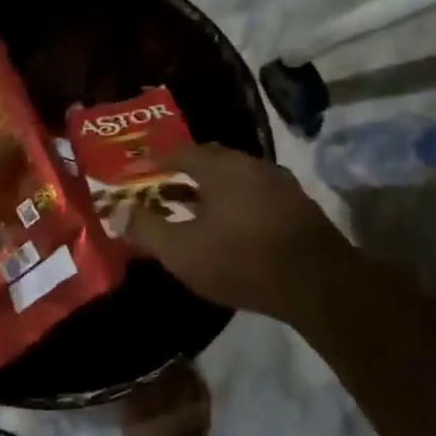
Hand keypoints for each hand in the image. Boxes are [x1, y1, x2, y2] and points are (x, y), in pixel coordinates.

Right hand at [123, 143, 355, 323]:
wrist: (317, 283)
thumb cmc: (240, 260)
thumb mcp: (181, 250)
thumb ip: (146, 229)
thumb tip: (118, 212)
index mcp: (221, 167)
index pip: (180, 152)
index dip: (154, 162)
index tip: (136, 172)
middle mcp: (252, 165)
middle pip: (210, 162)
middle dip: (183, 173)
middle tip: (162, 188)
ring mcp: (280, 185)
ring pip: (235, 180)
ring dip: (210, 191)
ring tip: (191, 209)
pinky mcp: (298, 208)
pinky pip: (254, 196)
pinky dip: (233, 204)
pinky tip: (228, 227)